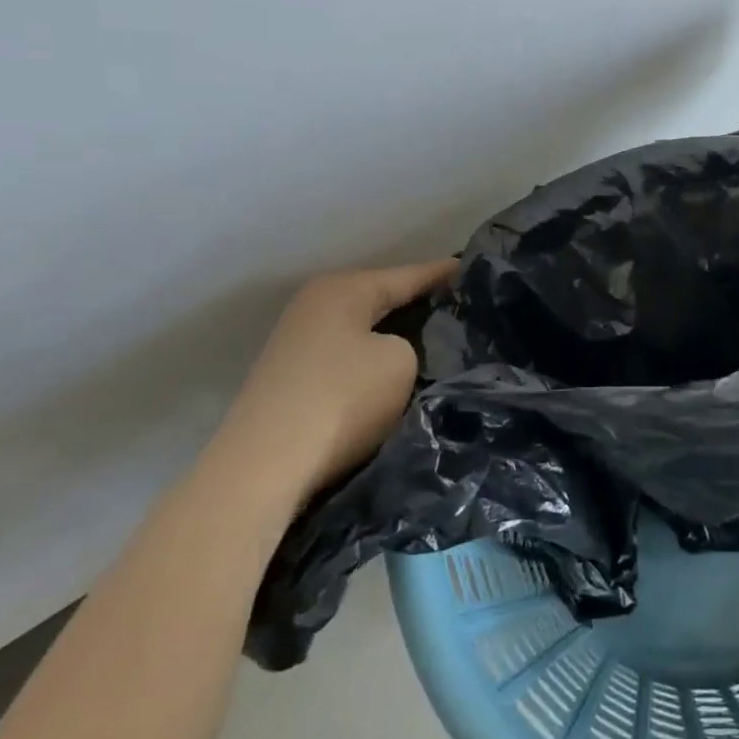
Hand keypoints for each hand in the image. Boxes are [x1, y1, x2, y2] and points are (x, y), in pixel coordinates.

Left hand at [208, 260, 456, 507]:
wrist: (263, 470)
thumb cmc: (341, 400)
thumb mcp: (401, 362)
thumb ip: (412, 345)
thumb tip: (400, 352)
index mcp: (343, 289)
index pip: (409, 275)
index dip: (445, 274)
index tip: (475, 268)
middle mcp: (315, 306)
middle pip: (382, 299)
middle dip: (420, 305)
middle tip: (463, 309)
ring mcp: (297, 343)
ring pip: (364, 331)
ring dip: (395, 337)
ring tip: (437, 342)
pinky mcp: (291, 380)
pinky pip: (348, 359)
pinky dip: (373, 363)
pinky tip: (396, 375)